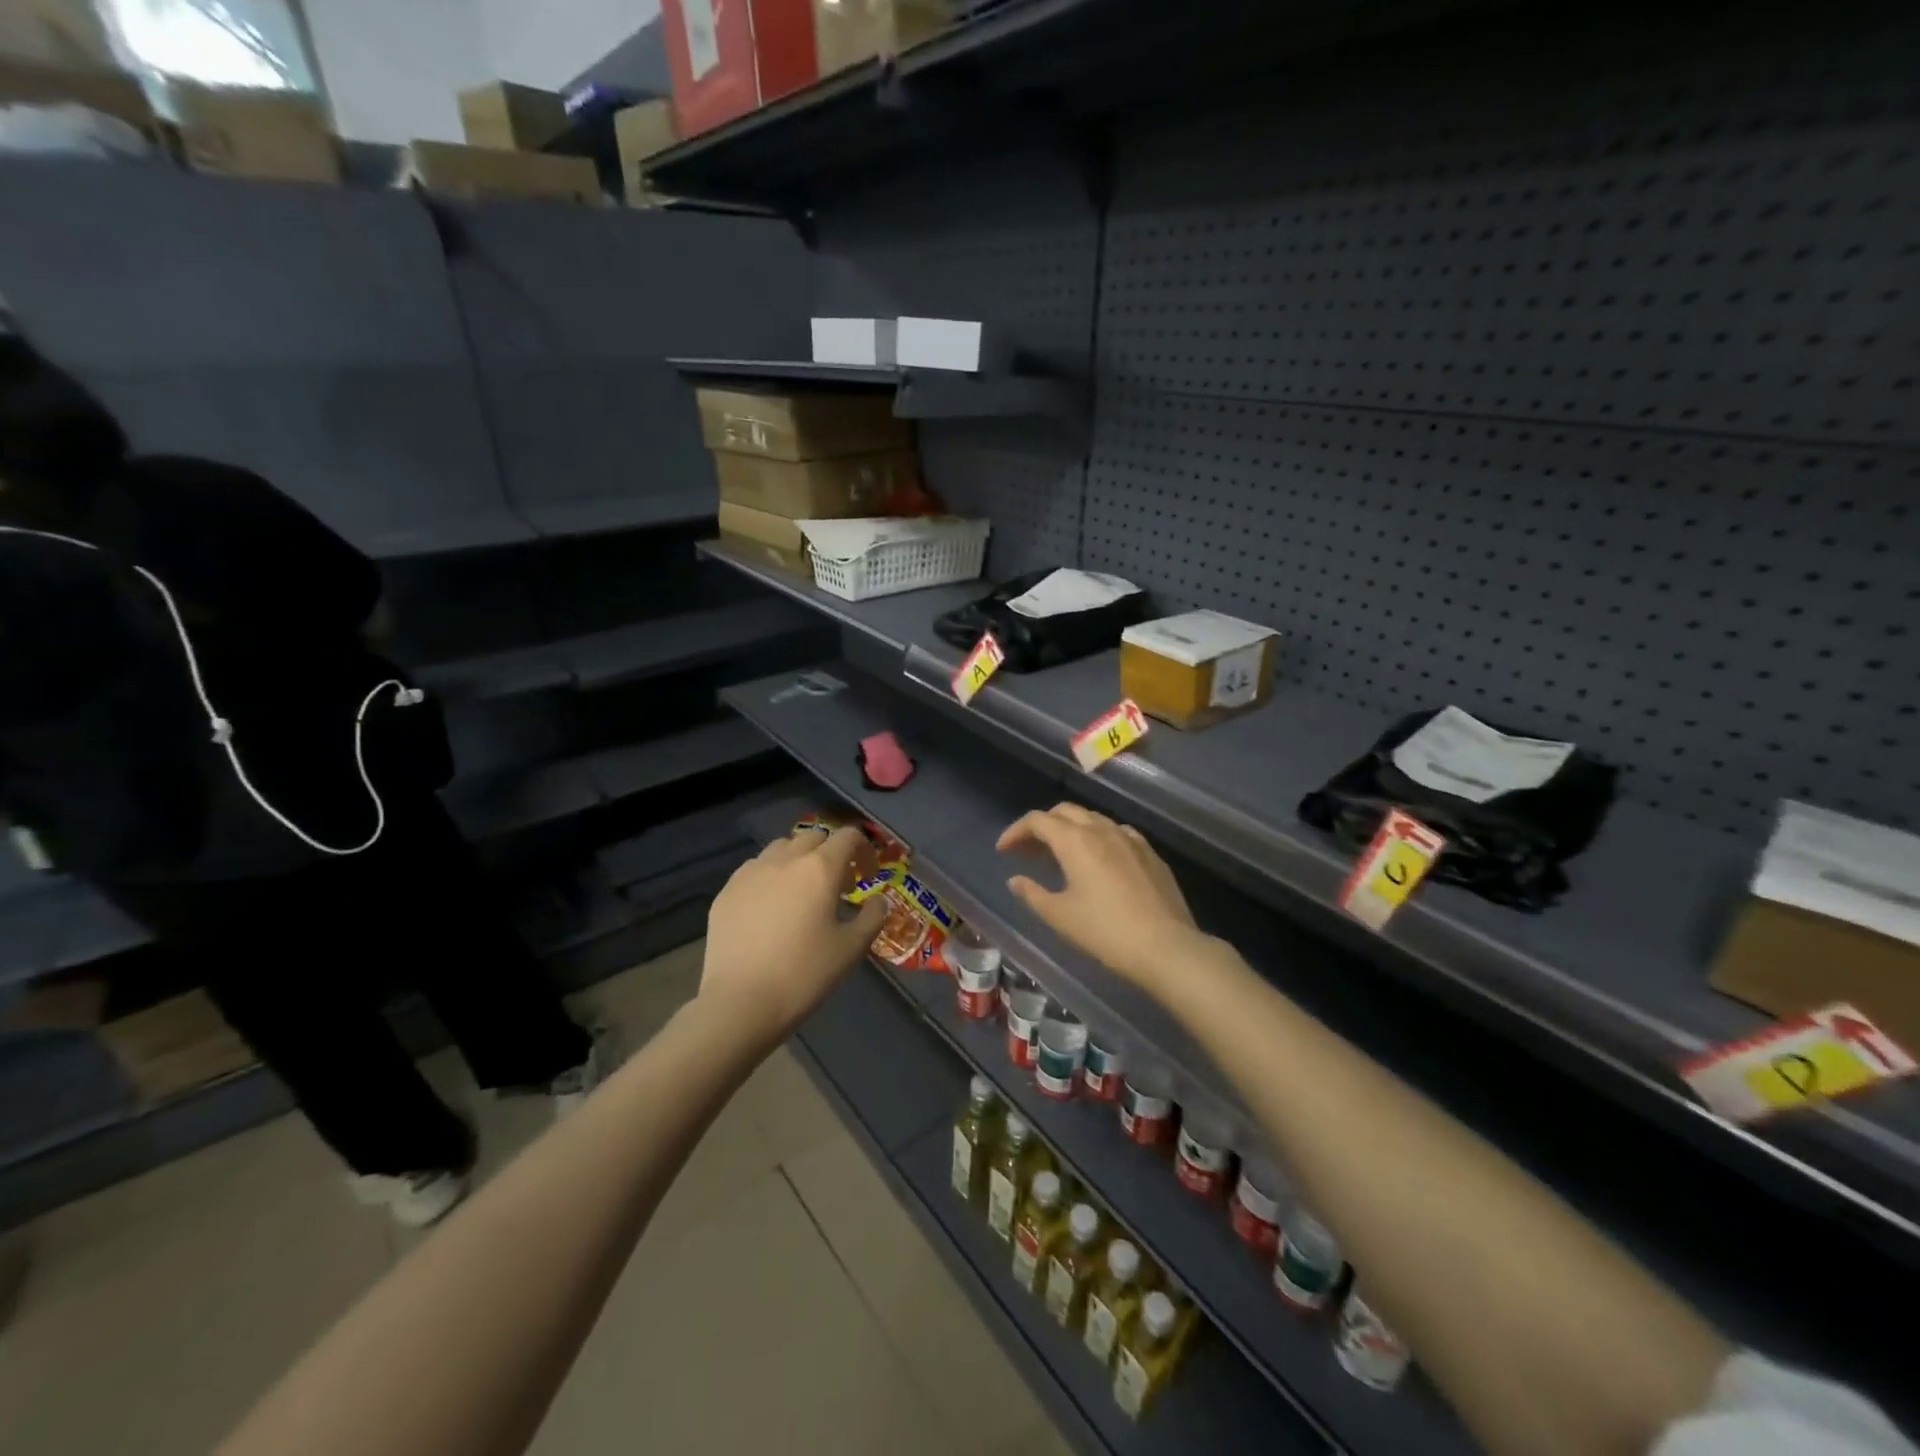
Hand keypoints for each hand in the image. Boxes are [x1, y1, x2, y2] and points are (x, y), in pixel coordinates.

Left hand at [700, 827, 886, 1045]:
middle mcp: (785, 860)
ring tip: (801, 890)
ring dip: (798, 859)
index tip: (867, 874)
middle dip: (830, 852)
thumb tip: (878, 900)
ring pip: (780, 848)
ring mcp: (751, 873)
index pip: (847, 836)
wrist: (740, 1003)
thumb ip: (872, 917)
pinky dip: (770, 876)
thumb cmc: (804, 974)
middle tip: (837, 884)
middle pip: (813, 837)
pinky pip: (754, 869)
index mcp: (820, 869)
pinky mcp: (726, 891)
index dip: (863, 849)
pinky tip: (769, 906)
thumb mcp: (851, 949)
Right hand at [996, 804, 1206, 988]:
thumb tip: (1016, 880)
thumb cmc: (1105, 931)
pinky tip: (1098, 860)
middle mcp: (1101, 829)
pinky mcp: (1150, 853)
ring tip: (1060, 855)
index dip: (1016, 831)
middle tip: (1028, 851)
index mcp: (1075, 840)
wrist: (1166, 946)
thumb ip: (1032, 894)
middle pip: (1065, 811)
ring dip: (1070, 829)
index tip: (1003, 851)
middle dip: (1042, 826)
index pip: (1037, 820)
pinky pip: (1116, 832)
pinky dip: (1098, 838)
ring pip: (1092, 819)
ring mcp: (1130, 838)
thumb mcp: (1060, 916)